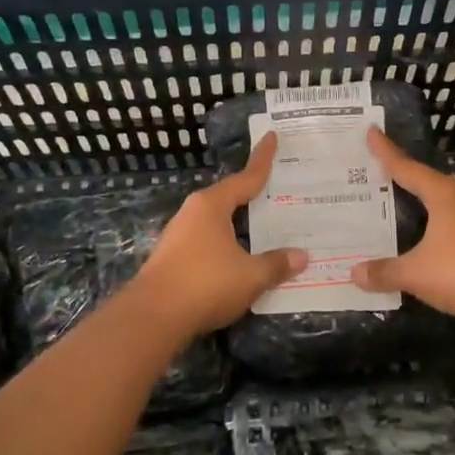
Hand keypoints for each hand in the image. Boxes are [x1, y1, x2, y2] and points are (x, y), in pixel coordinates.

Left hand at [131, 133, 306, 335]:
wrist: (152, 317)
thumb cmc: (205, 284)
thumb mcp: (250, 276)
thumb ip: (276, 264)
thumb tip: (301, 256)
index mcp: (212, 205)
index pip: (245, 178)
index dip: (262, 160)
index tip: (272, 137)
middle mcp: (193, 213)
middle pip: (229, 198)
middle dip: (252, 195)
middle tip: (278, 190)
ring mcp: (179, 236)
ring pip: (217, 222)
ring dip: (239, 224)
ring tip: (263, 226)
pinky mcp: (172, 259)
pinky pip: (208, 242)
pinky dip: (227, 244)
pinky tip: (239, 257)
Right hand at [351, 128, 454, 322]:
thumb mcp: (415, 273)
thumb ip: (385, 272)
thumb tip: (354, 273)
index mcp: (443, 196)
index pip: (408, 168)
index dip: (387, 152)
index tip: (372, 132)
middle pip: (430, 183)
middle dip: (408, 177)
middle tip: (383, 171)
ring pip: (447, 206)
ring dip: (427, 205)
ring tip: (406, 205)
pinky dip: (439, 231)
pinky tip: (432, 242)